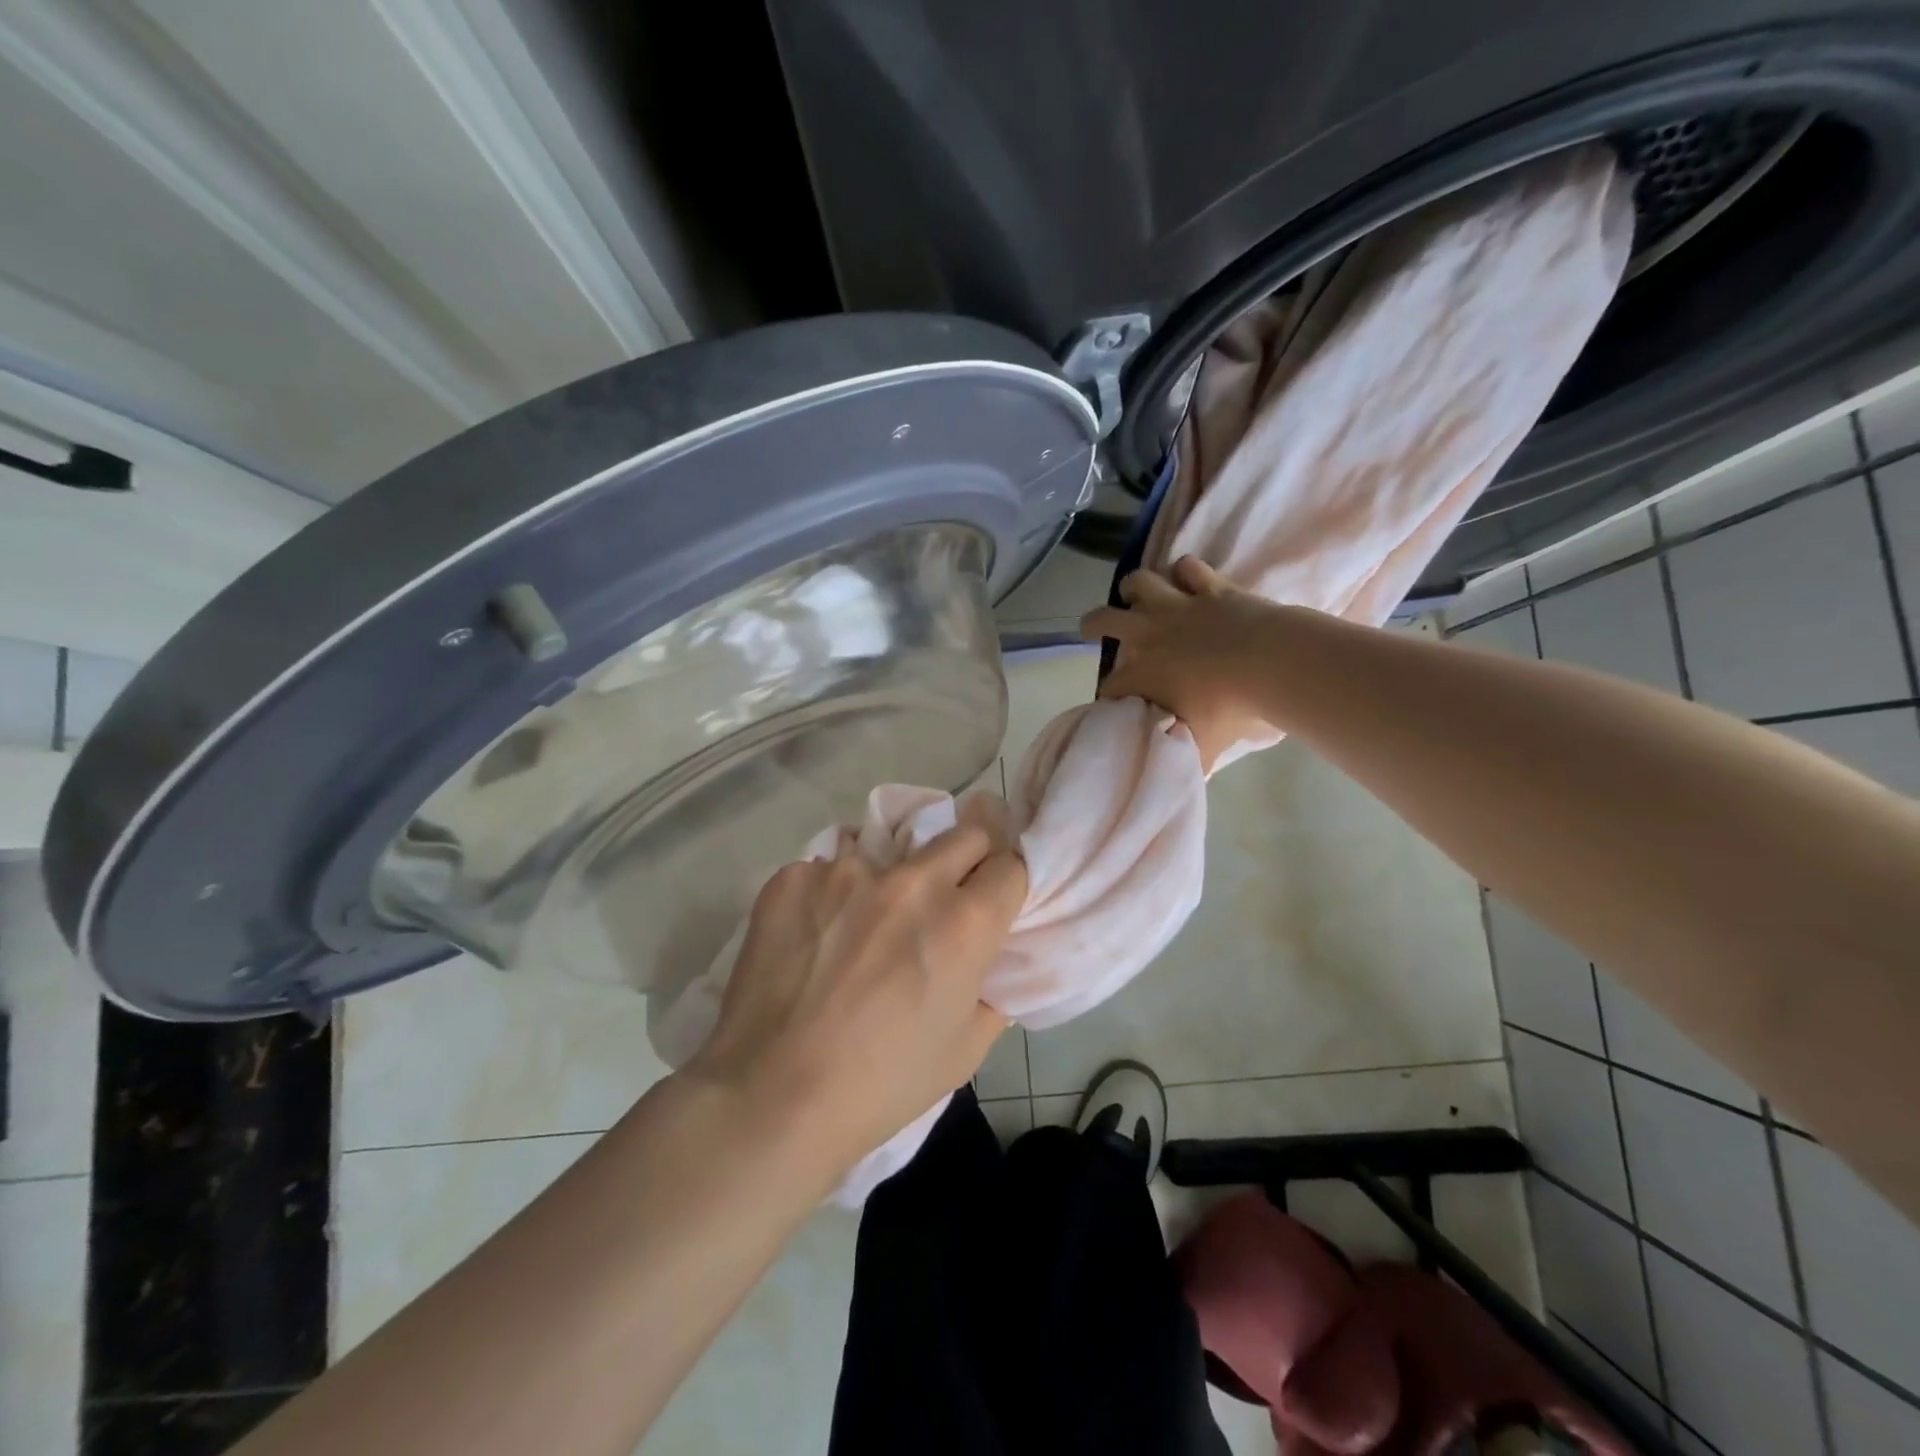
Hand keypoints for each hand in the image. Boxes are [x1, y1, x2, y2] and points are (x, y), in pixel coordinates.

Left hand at [681, 799, 1026, 1179]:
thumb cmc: (882, 1084)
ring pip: (888, 850)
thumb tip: (989, 958)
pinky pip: (827, 869)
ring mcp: (846, 871)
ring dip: (889, 879)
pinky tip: (814, 937)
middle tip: (945, 897)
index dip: (1005, 885)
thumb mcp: (965, 1049)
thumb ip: (993, 990)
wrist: (771, 1097)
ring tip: (862, 926)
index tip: (992, 902)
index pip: (1010, 865)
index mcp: (964, 923)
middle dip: (967, 859)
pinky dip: (832, 895)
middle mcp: (912, 881)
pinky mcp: (794, 877)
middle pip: (962, 834)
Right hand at [1081, 556, 1288, 768]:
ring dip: (1132, 589)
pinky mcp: (1211, 588)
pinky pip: (1188, 568)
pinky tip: (1184, 578)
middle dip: (1092, 626)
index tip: (1113, 705)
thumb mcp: (1203, 747)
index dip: (1108, 697)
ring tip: (1132, 595)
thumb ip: (1183, 759)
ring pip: (1140, 583)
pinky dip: (1182, 572)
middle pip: (1104, 621)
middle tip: (1090, 630)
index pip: (1110, 687)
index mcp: (1143, 675)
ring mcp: (1180, 607)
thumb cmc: (1233, 710)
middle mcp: (1151, 636)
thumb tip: (1175, 775)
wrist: (1274, 664)